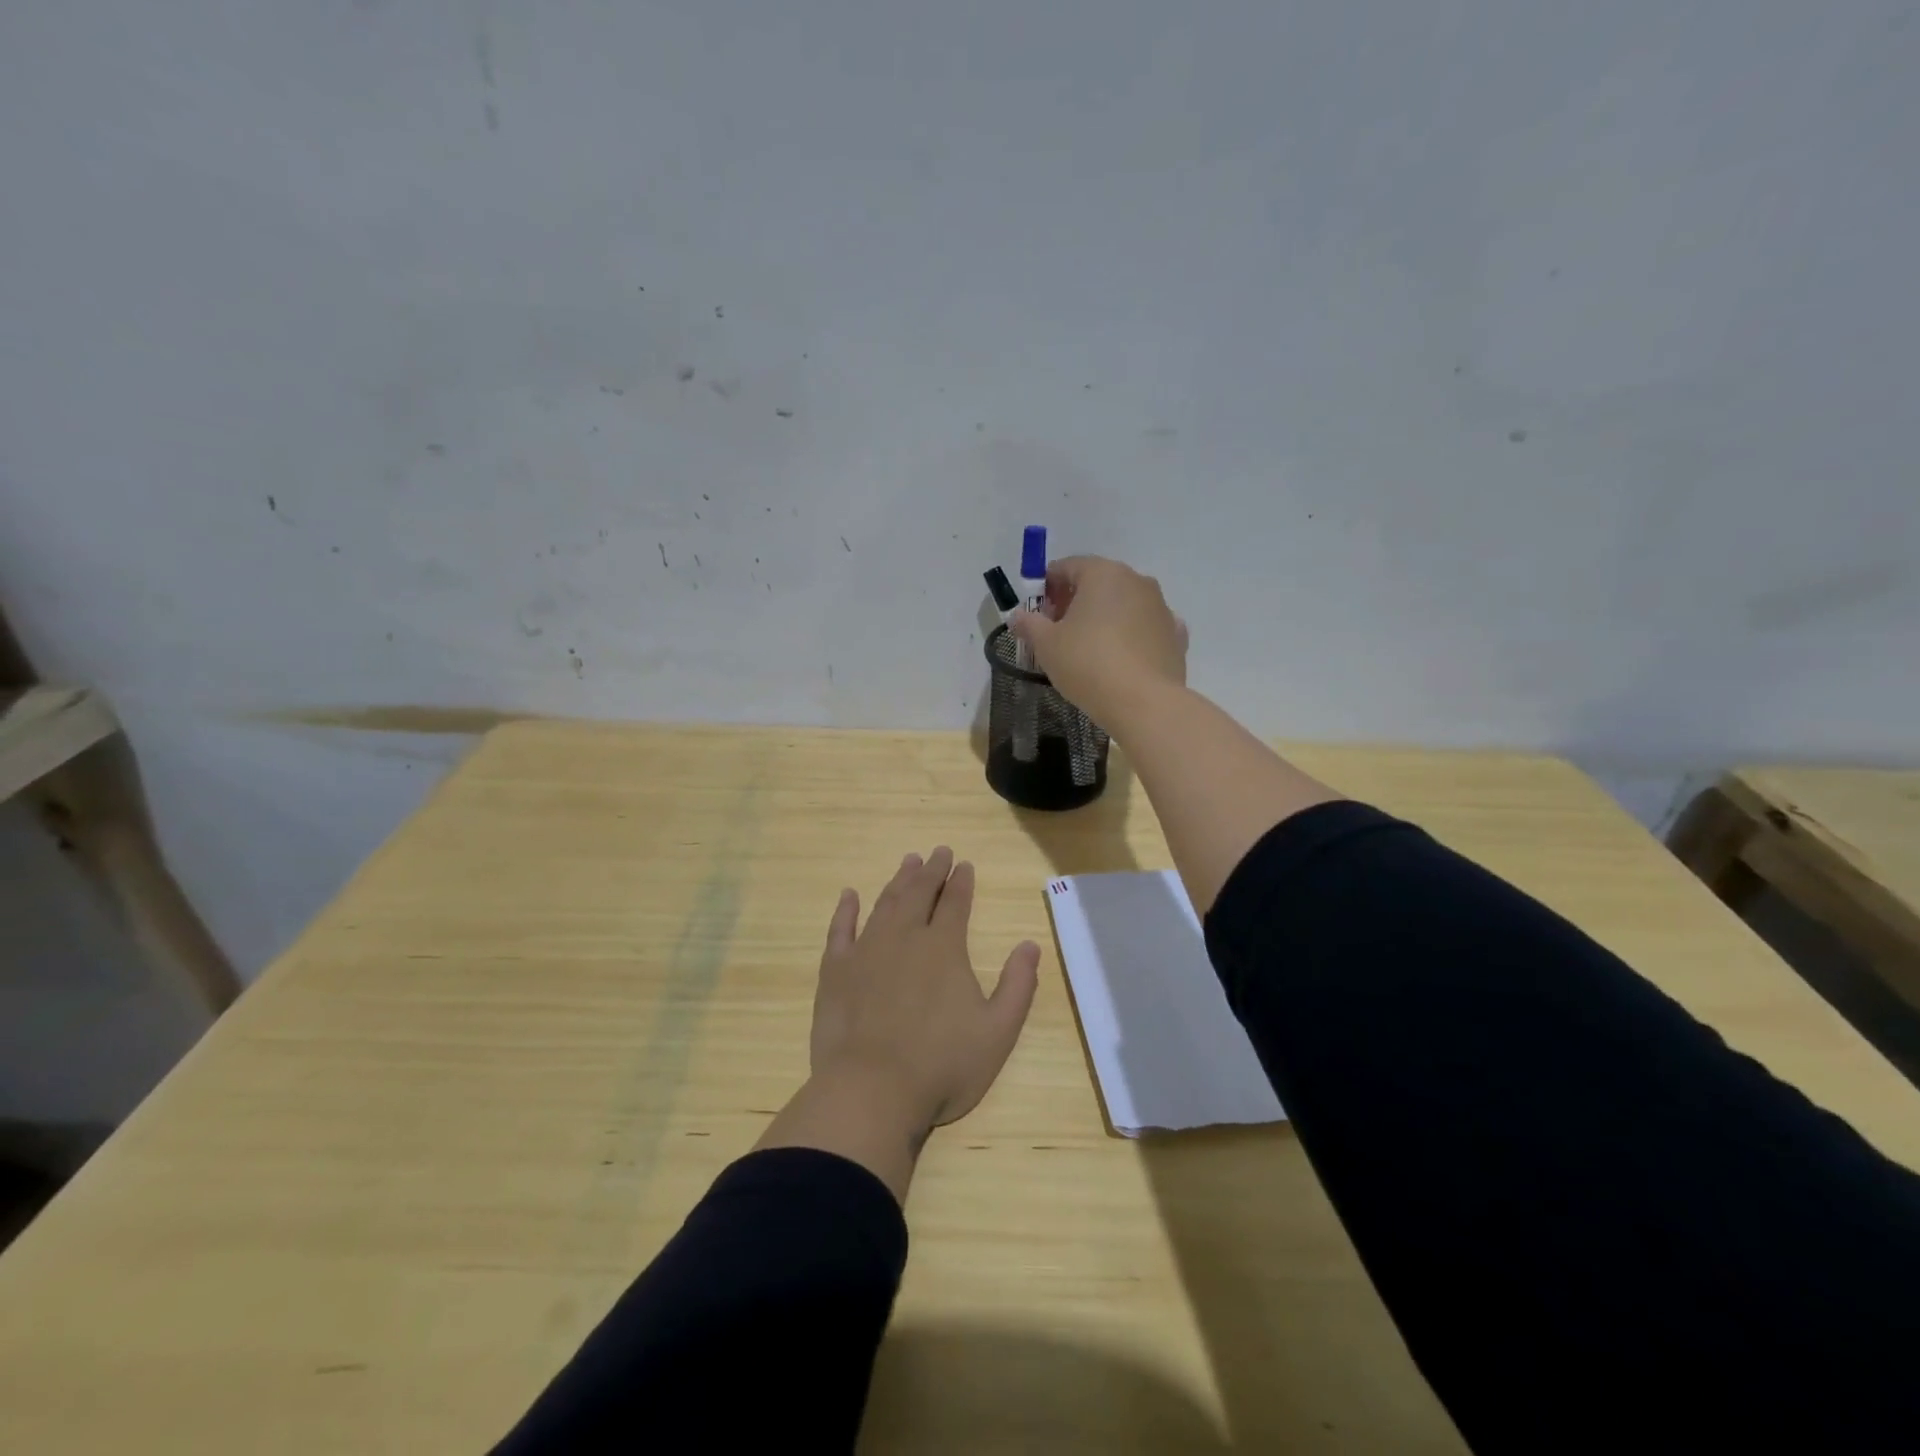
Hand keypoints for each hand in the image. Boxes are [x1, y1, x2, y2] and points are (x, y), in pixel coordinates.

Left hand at [811, 847, 1039, 1134]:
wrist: (872, 1091)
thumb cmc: (942, 1065)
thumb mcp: (998, 1032)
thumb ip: (1017, 985)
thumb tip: (1030, 945)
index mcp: (944, 948)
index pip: (955, 903)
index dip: (961, 882)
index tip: (964, 864)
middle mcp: (905, 937)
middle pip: (919, 894)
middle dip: (932, 871)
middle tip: (938, 851)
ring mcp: (866, 951)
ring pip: (885, 904)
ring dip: (898, 881)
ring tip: (908, 862)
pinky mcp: (835, 971)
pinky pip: (840, 930)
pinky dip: (846, 910)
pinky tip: (849, 896)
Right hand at [1009, 555, 1187, 726]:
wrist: (1143, 703)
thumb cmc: (1087, 664)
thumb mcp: (1046, 645)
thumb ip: (1029, 624)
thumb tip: (1017, 616)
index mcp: (1102, 574)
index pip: (1068, 566)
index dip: (1048, 587)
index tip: (1038, 613)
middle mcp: (1136, 580)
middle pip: (1098, 582)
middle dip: (1076, 600)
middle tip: (1059, 631)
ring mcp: (1161, 607)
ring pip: (1125, 603)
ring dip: (1105, 616)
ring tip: (1090, 647)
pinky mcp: (1175, 634)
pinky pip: (1146, 626)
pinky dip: (1133, 634)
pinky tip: (1122, 657)